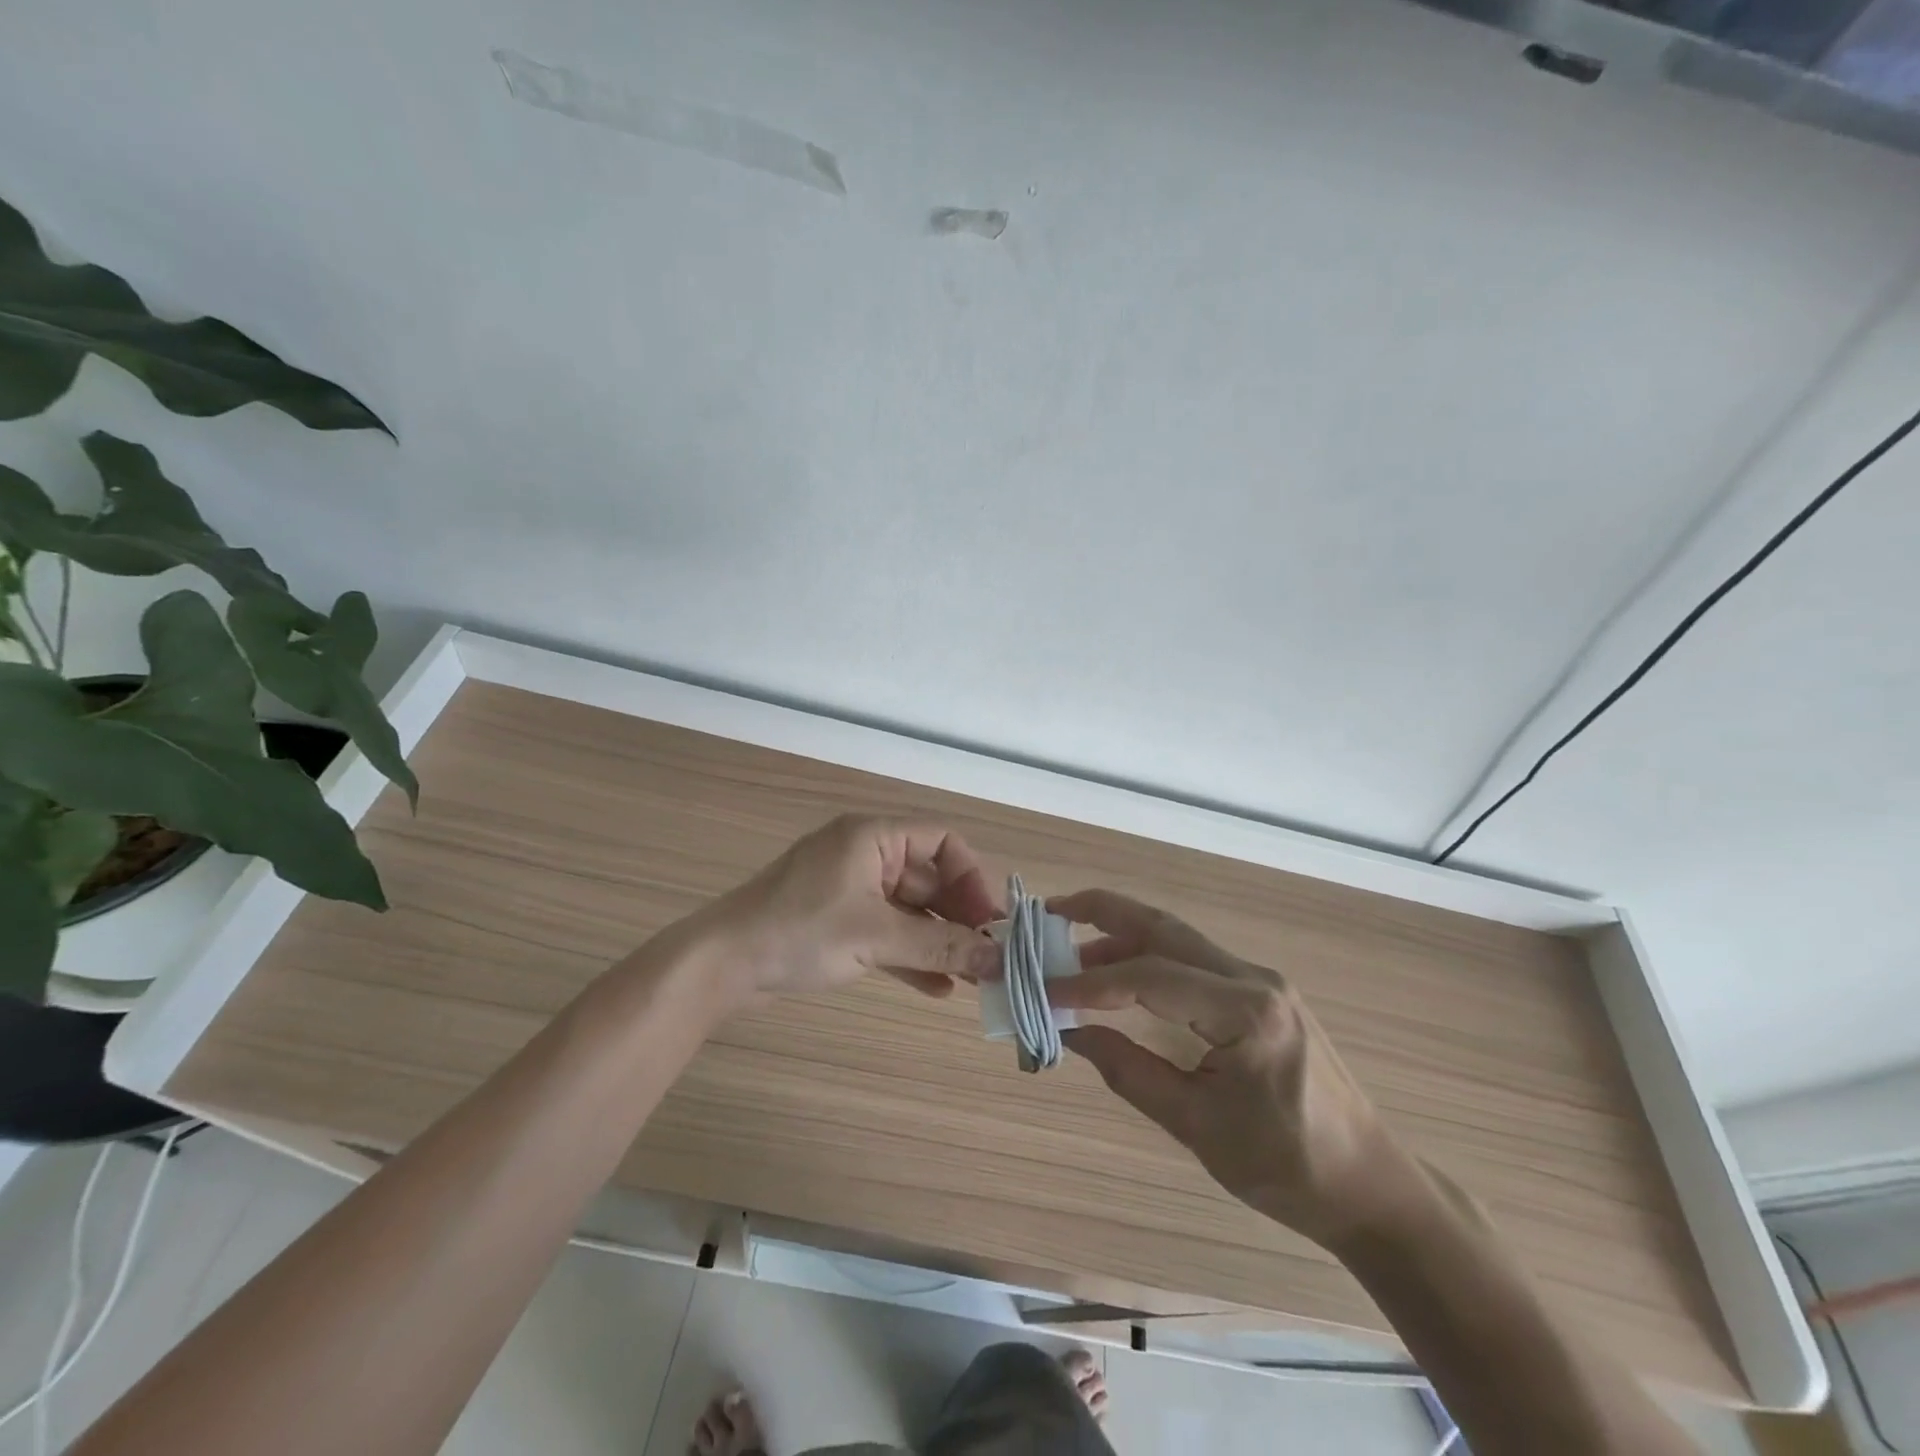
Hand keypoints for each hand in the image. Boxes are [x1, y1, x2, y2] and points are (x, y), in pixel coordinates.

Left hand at [690, 815, 1003, 1002]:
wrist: (720, 965)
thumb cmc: (800, 932)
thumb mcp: (875, 936)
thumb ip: (939, 947)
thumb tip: (999, 960)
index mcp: (873, 837)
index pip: (942, 841)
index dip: (971, 877)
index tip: (989, 921)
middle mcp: (866, 855)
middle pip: (929, 878)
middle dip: (960, 917)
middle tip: (989, 957)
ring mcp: (851, 890)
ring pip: (910, 910)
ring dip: (939, 941)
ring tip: (973, 978)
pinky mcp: (838, 922)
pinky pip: (887, 932)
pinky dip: (911, 955)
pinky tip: (938, 989)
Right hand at [1048, 889, 1412, 1248]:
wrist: (1369, 1185)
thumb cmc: (1286, 1167)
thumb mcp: (1198, 1127)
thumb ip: (1130, 1072)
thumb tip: (1073, 1033)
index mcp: (1245, 1013)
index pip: (1151, 978)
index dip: (1091, 983)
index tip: (1045, 990)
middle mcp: (1254, 979)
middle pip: (1165, 929)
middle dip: (1104, 913)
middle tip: (1052, 913)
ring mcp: (1260, 980)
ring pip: (1178, 938)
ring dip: (1123, 936)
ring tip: (1072, 953)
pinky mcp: (1260, 992)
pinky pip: (1194, 960)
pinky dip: (1149, 958)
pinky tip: (1121, 977)